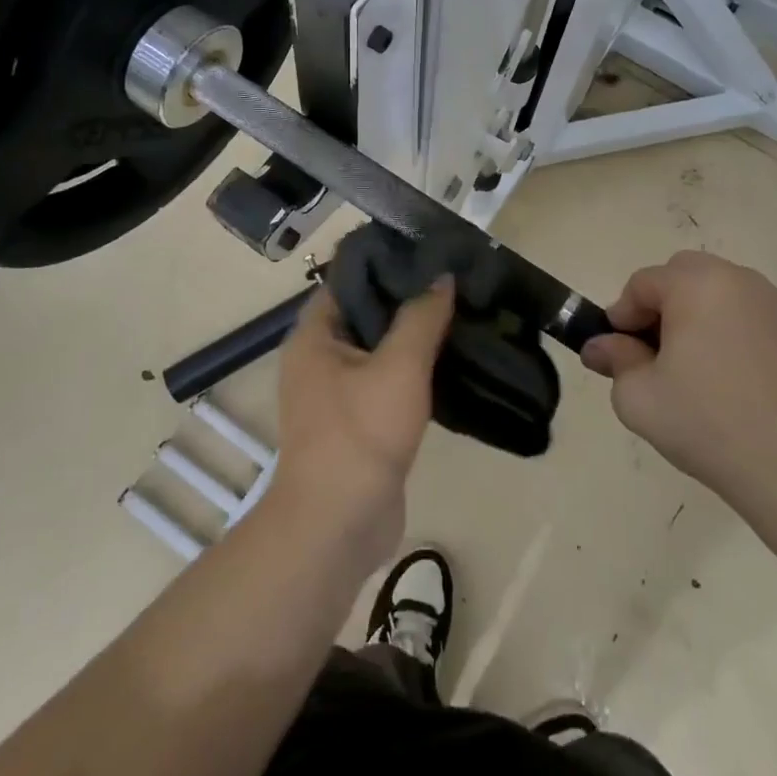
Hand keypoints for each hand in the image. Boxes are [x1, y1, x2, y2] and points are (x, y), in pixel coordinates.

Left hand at [267, 281, 454, 571]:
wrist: (339, 525)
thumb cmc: (360, 435)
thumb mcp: (398, 367)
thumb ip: (421, 317)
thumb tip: (443, 276)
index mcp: (316, 333)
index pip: (350, 277)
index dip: (388, 260)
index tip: (431, 250)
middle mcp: (320, 355)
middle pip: (367, 310)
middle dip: (408, 297)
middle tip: (455, 280)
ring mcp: (338, 390)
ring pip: (380, 347)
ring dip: (415, 334)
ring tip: (460, 312)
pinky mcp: (359, 419)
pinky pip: (387, 379)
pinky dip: (414, 367)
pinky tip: (452, 358)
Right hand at [580, 252, 776, 516]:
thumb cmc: (708, 425)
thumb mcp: (638, 397)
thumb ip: (614, 360)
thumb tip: (601, 346)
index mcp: (697, 285)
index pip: (644, 282)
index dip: (624, 314)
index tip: (620, 350)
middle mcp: (743, 281)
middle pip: (689, 274)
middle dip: (666, 304)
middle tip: (660, 352)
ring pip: (731, 295)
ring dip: (709, 317)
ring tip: (707, 370)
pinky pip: (767, 323)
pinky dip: (750, 339)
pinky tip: (750, 386)